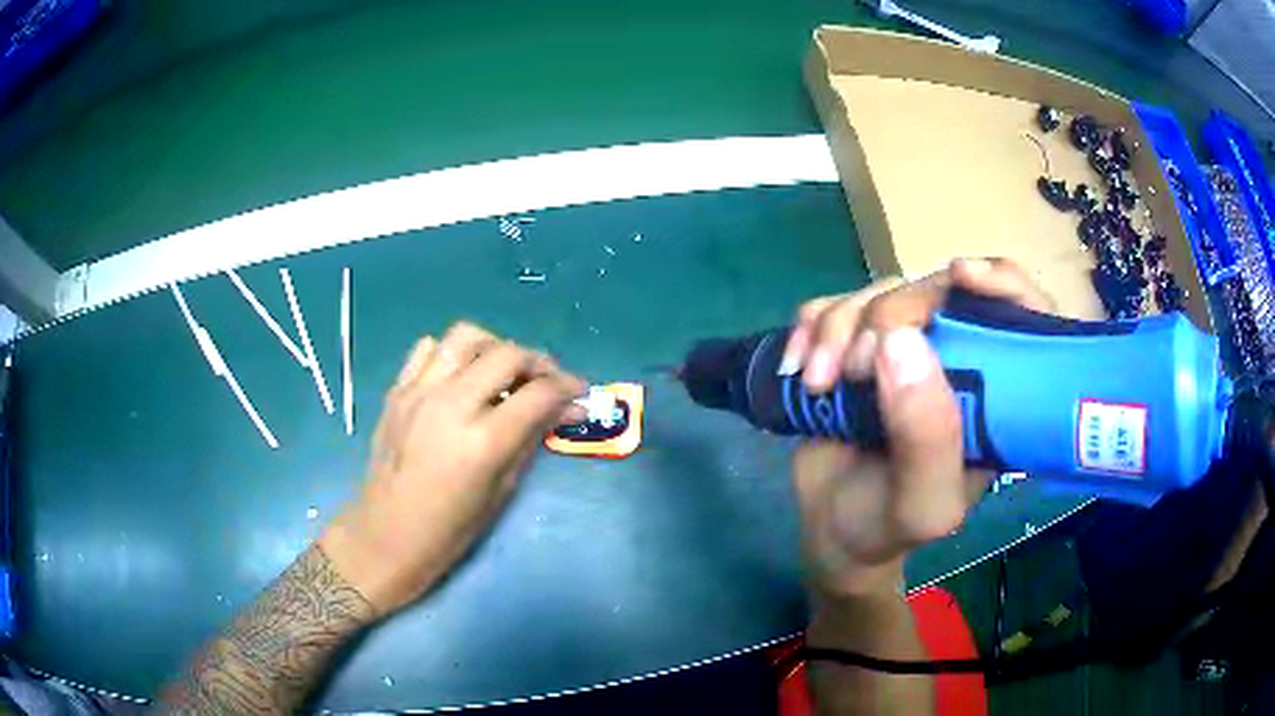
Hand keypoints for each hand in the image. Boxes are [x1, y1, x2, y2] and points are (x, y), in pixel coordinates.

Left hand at [319, 323, 586, 613]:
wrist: (385, 535)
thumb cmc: (449, 530)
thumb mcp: (501, 491)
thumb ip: (531, 440)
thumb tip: (565, 410)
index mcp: (482, 441)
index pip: (538, 393)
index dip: (568, 388)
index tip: (580, 393)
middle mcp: (450, 404)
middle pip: (507, 353)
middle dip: (538, 362)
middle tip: (548, 382)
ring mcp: (418, 391)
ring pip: (466, 336)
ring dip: (495, 347)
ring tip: (504, 372)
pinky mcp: (397, 390)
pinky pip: (429, 349)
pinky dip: (453, 354)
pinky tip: (461, 377)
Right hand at [783, 258, 1053, 597]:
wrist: (831, 531)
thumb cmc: (889, 525)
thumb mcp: (922, 504)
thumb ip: (926, 436)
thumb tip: (899, 339)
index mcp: (995, 394)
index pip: (1022, 315)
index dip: (1001, 281)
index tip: (960, 275)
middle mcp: (958, 358)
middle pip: (936, 289)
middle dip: (885, 317)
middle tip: (850, 372)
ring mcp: (905, 347)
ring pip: (878, 292)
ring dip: (836, 328)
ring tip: (815, 383)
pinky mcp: (856, 344)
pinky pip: (834, 304)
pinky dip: (810, 326)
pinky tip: (797, 365)